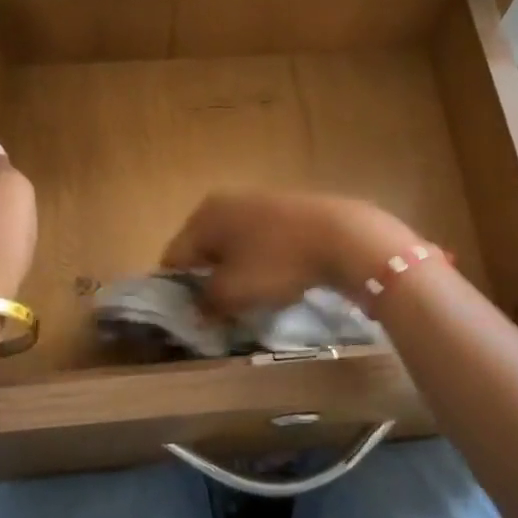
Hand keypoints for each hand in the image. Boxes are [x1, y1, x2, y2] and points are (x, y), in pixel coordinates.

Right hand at [161, 191, 419, 314]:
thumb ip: (206, 302)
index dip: (177, 291)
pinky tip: (280, 279)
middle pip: (203, 250)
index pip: (173, 258)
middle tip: (222, 311)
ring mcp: (257, 201)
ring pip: (234, 246)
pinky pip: (261, 241)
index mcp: (203, 216)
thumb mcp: (233, 292)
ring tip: (254, 298)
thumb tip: (196, 309)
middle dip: (209, 281)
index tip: (193, 316)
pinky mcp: (287, 209)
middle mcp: (224, 202)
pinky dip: (263, 261)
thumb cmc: (277, 262)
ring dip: (237, 273)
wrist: (343, 235)